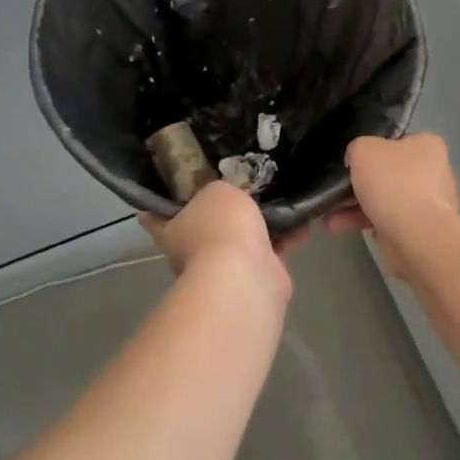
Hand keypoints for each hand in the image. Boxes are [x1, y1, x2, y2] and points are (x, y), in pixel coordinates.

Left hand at [141, 182, 290, 297]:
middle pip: (207, 224)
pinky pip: (274, 248)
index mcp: (173, 229)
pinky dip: (288, 235)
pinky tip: (303, 216)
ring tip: (281, 193)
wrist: (245, 278)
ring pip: (244, 237)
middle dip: (224, 208)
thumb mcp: (218, 191)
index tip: (168, 183)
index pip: (157, 214)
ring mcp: (226, 268)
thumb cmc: (220, 228)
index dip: (160, 201)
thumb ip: (222, 189)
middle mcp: (195, 250)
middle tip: (244, 180)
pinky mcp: (258, 277)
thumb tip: (229, 196)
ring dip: (261, 222)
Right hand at [326, 135, 459, 261]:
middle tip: (337, 188)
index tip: (352, 159)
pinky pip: (385, 221)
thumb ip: (357, 148)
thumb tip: (357, 160)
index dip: (372, 147)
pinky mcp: (419, 231)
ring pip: (384, 199)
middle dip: (360, 182)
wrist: (416, 236)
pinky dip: (363, 223)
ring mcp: (428, 204)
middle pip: (388, 172)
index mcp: (427, 145)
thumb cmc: (393, 182)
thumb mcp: (364, 149)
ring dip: (355, 206)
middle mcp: (433, 172)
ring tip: (329, 213)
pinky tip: (338, 227)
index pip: (396, 141)